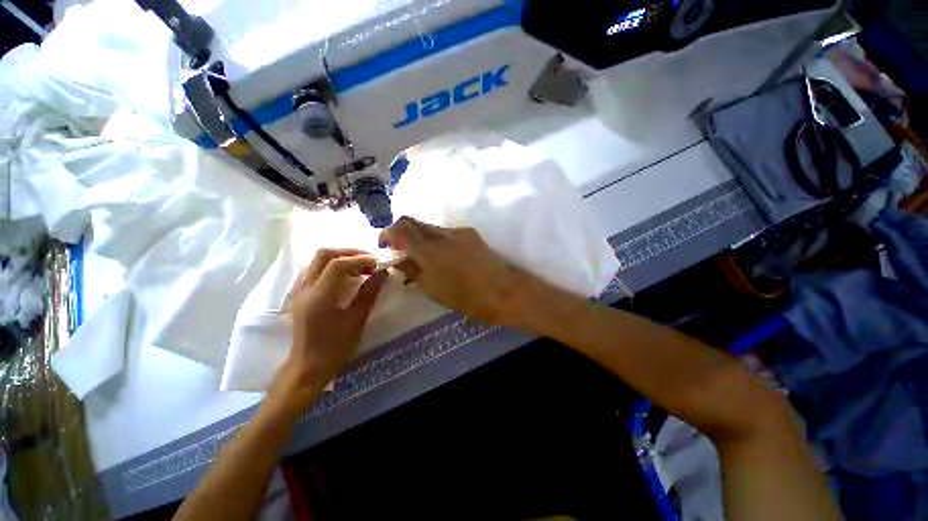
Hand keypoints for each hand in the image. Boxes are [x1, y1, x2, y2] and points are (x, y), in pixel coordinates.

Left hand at [277, 249, 387, 402]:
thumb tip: (383, 272)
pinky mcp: (300, 294)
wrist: (308, 366)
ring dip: (341, 257)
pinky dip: (333, 266)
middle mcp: (305, 289)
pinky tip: (347, 276)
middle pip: (323, 255)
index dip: (360, 259)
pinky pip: (315, 269)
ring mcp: (299, 290)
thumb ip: (369, 293)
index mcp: (319, 298)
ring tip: (361, 266)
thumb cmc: (335, 347)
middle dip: (349, 252)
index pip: (337, 265)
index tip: (377, 263)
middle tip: (369, 259)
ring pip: (317, 260)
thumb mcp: (357, 320)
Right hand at [379, 217, 538, 326]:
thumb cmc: (468, 298)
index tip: (386, 245)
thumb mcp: (433, 290)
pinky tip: (444, 256)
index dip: (388, 233)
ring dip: (420, 236)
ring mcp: (458, 231)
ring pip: (430, 226)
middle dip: (402, 232)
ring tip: (423, 256)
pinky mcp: (470, 233)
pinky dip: (437, 239)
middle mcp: (443, 234)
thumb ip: (412, 271)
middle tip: (401, 250)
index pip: (401, 228)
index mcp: (430, 250)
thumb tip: (398, 259)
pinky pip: (446, 232)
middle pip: (414, 221)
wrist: (505, 290)